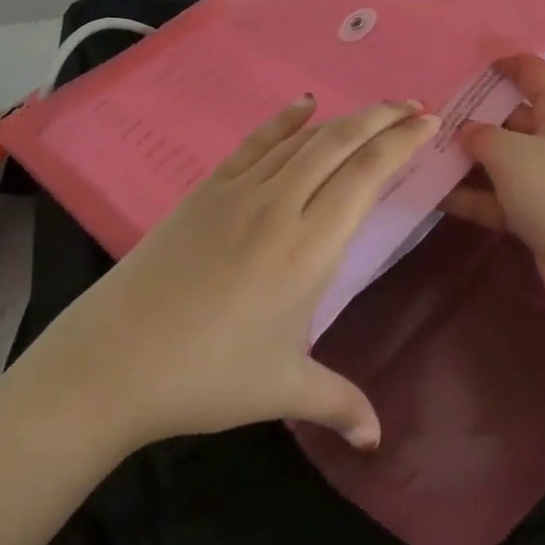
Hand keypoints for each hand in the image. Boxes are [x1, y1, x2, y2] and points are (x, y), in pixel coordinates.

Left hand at [14, 95, 435, 452]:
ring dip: (343, 118)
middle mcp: (281, 204)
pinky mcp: (207, 189)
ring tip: (373, 110)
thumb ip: (338, 403)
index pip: (366, 174)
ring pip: (303, 138)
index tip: (429, 122)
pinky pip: (255, 143)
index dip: (400, 141)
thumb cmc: (207, 375)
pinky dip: (284, 121)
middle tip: (413, 104)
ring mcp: (240, 191)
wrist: (115, 358)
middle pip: (340, 142)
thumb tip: (377, 440)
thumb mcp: (281, 389)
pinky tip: (303, 106)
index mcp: (309, 247)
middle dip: (382, 117)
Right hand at [439, 54, 544, 323]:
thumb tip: (465, 131)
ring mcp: (544, 179)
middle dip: (472, 114)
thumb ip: (481, 135)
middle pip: (509, 116)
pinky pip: (495, 197)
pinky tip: (431, 193)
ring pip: (498, 159)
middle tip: (427, 110)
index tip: (468, 61)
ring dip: (464, 158)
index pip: (533, 74)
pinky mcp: (534, 215)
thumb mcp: (512, 154)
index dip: (505, 62)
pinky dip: (469, 196)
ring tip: (418, 149)